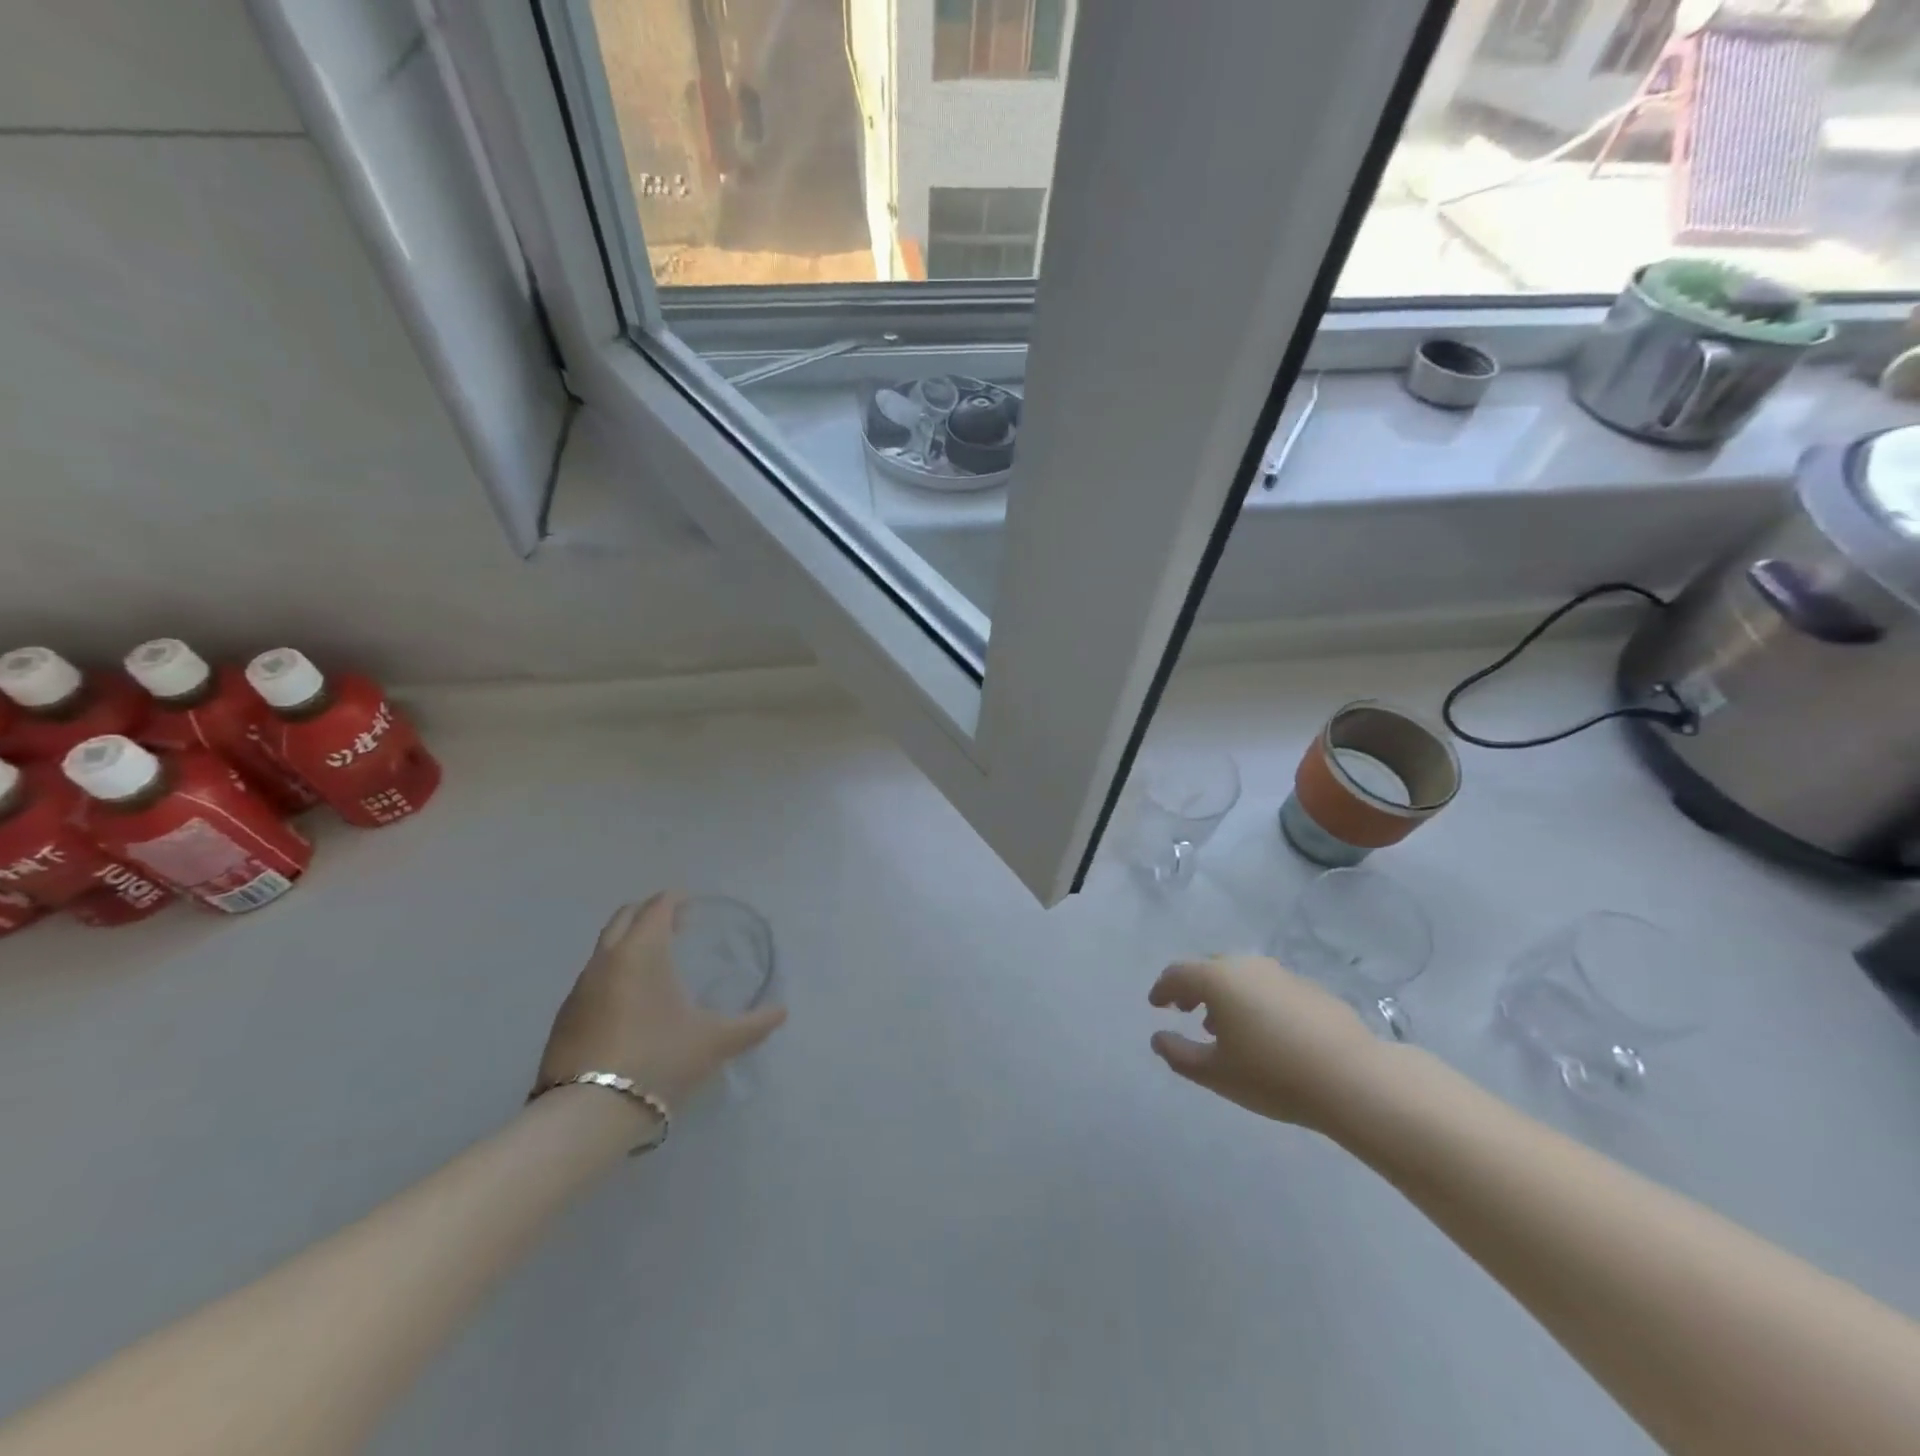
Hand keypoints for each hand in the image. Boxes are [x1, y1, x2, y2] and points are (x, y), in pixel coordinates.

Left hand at [535, 892, 786, 1108]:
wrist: (587, 1114)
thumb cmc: (659, 1059)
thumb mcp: (715, 1042)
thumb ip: (752, 1024)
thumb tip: (782, 1012)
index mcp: (643, 951)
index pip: (657, 907)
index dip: (675, 901)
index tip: (691, 906)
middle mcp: (606, 959)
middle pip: (625, 917)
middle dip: (649, 913)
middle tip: (676, 926)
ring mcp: (579, 988)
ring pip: (605, 947)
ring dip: (629, 943)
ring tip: (655, 964)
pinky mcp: (565, 1018)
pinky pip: (593, 978)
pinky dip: (613, 973)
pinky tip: (630, 1002)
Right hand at [1148, 954, 1386, 1131]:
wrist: (1353, 1079)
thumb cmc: (1272, 1075)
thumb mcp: (1215, 1073)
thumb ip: (1179, 1054)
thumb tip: (1158, 1038)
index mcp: (1218, 979)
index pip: (1178, 973)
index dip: (1162, 988)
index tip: (1156, 1005)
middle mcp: (1247, 965)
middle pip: (1210, 968)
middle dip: (1193, 987)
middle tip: (1185, 1010)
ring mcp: (1282, 974)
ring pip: (1242, 976)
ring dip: (1225, 995)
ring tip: (1223, 1027)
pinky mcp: (1311, 989)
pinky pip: (1269, 987)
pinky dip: (1255, 1001)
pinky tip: (1265, 1032)